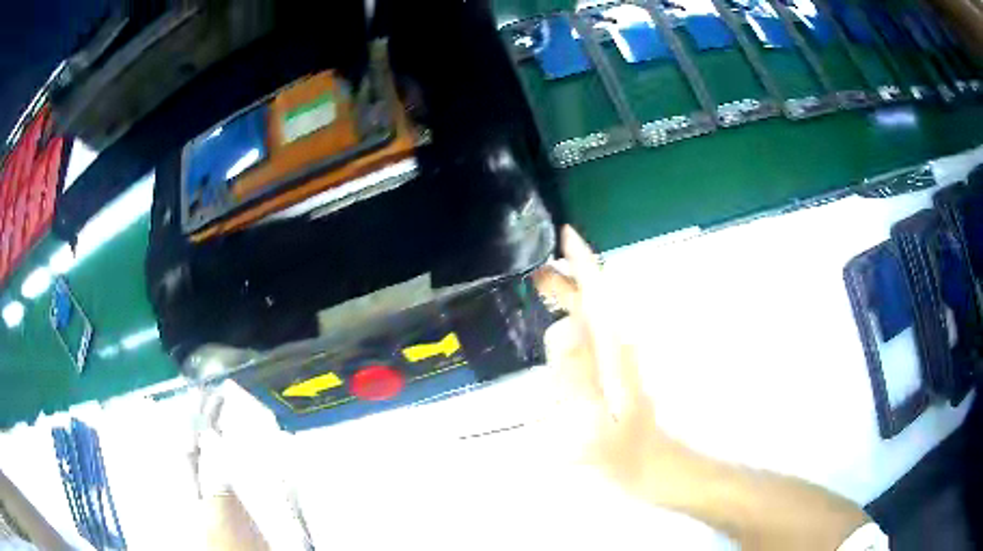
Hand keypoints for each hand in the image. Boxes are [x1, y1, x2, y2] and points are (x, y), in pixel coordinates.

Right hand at [534, 226, 871, 550]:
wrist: (656, 469)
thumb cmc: (625, 452)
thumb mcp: (595, 421)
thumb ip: (577, 376)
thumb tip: (563, 326)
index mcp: (614, 352)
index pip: (599, 296)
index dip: (583, 263)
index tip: (565, 234)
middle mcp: (619, 348)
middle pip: (594, 302)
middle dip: (567, 279)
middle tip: (533, 268)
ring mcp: (620, 361)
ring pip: (593, 318)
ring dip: (569, 298)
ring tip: (539, 288)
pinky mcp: (617, 373)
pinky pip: (592, 337)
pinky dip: (576, 320)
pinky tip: (560, 325)